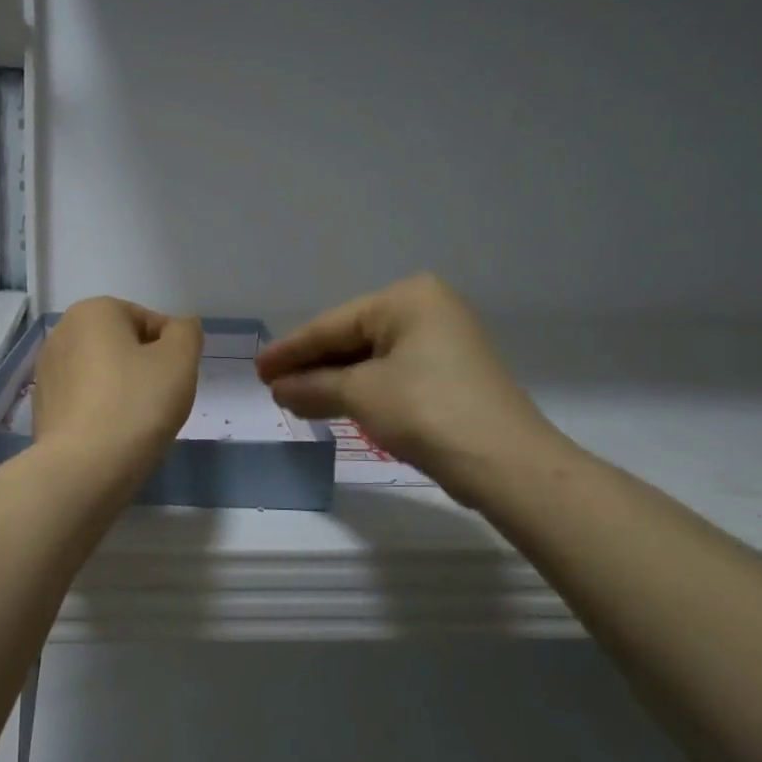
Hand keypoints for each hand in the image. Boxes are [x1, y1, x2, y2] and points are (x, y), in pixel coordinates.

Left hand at [33, 298, 201, 470]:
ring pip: (102, 374)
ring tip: (135, 423)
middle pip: (122, 346)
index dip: (171, 351)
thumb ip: (187, 333)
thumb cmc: (136, 404)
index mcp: (92, 311)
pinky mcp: (42, 407)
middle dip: (144, 369)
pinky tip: (111, 436)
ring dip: (122, 391)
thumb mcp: (180, 360)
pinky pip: (84, 401)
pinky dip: (101, 411)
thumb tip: (180, 328)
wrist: (84, 468)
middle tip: (158, 402)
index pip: (148, 321)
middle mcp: (61, 333)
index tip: (174, 382)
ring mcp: (47, 372)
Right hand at [255, 274, 567, 503]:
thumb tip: (278, 388)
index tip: (257, 369)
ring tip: (291, 398)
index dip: (290, 350)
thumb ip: (312, 386)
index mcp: (408, 299)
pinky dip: (360, 390)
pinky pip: (390, 374)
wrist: (504, 462)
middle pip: (351, 338)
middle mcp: (428, 310)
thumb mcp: (360, 394)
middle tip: (271, 385)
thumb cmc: (426, 411)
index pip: (333, 324)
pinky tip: (332, 404)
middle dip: (311, 366)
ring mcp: (442, 342)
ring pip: (370, 359)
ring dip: (332, 382)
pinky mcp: (449, 374)